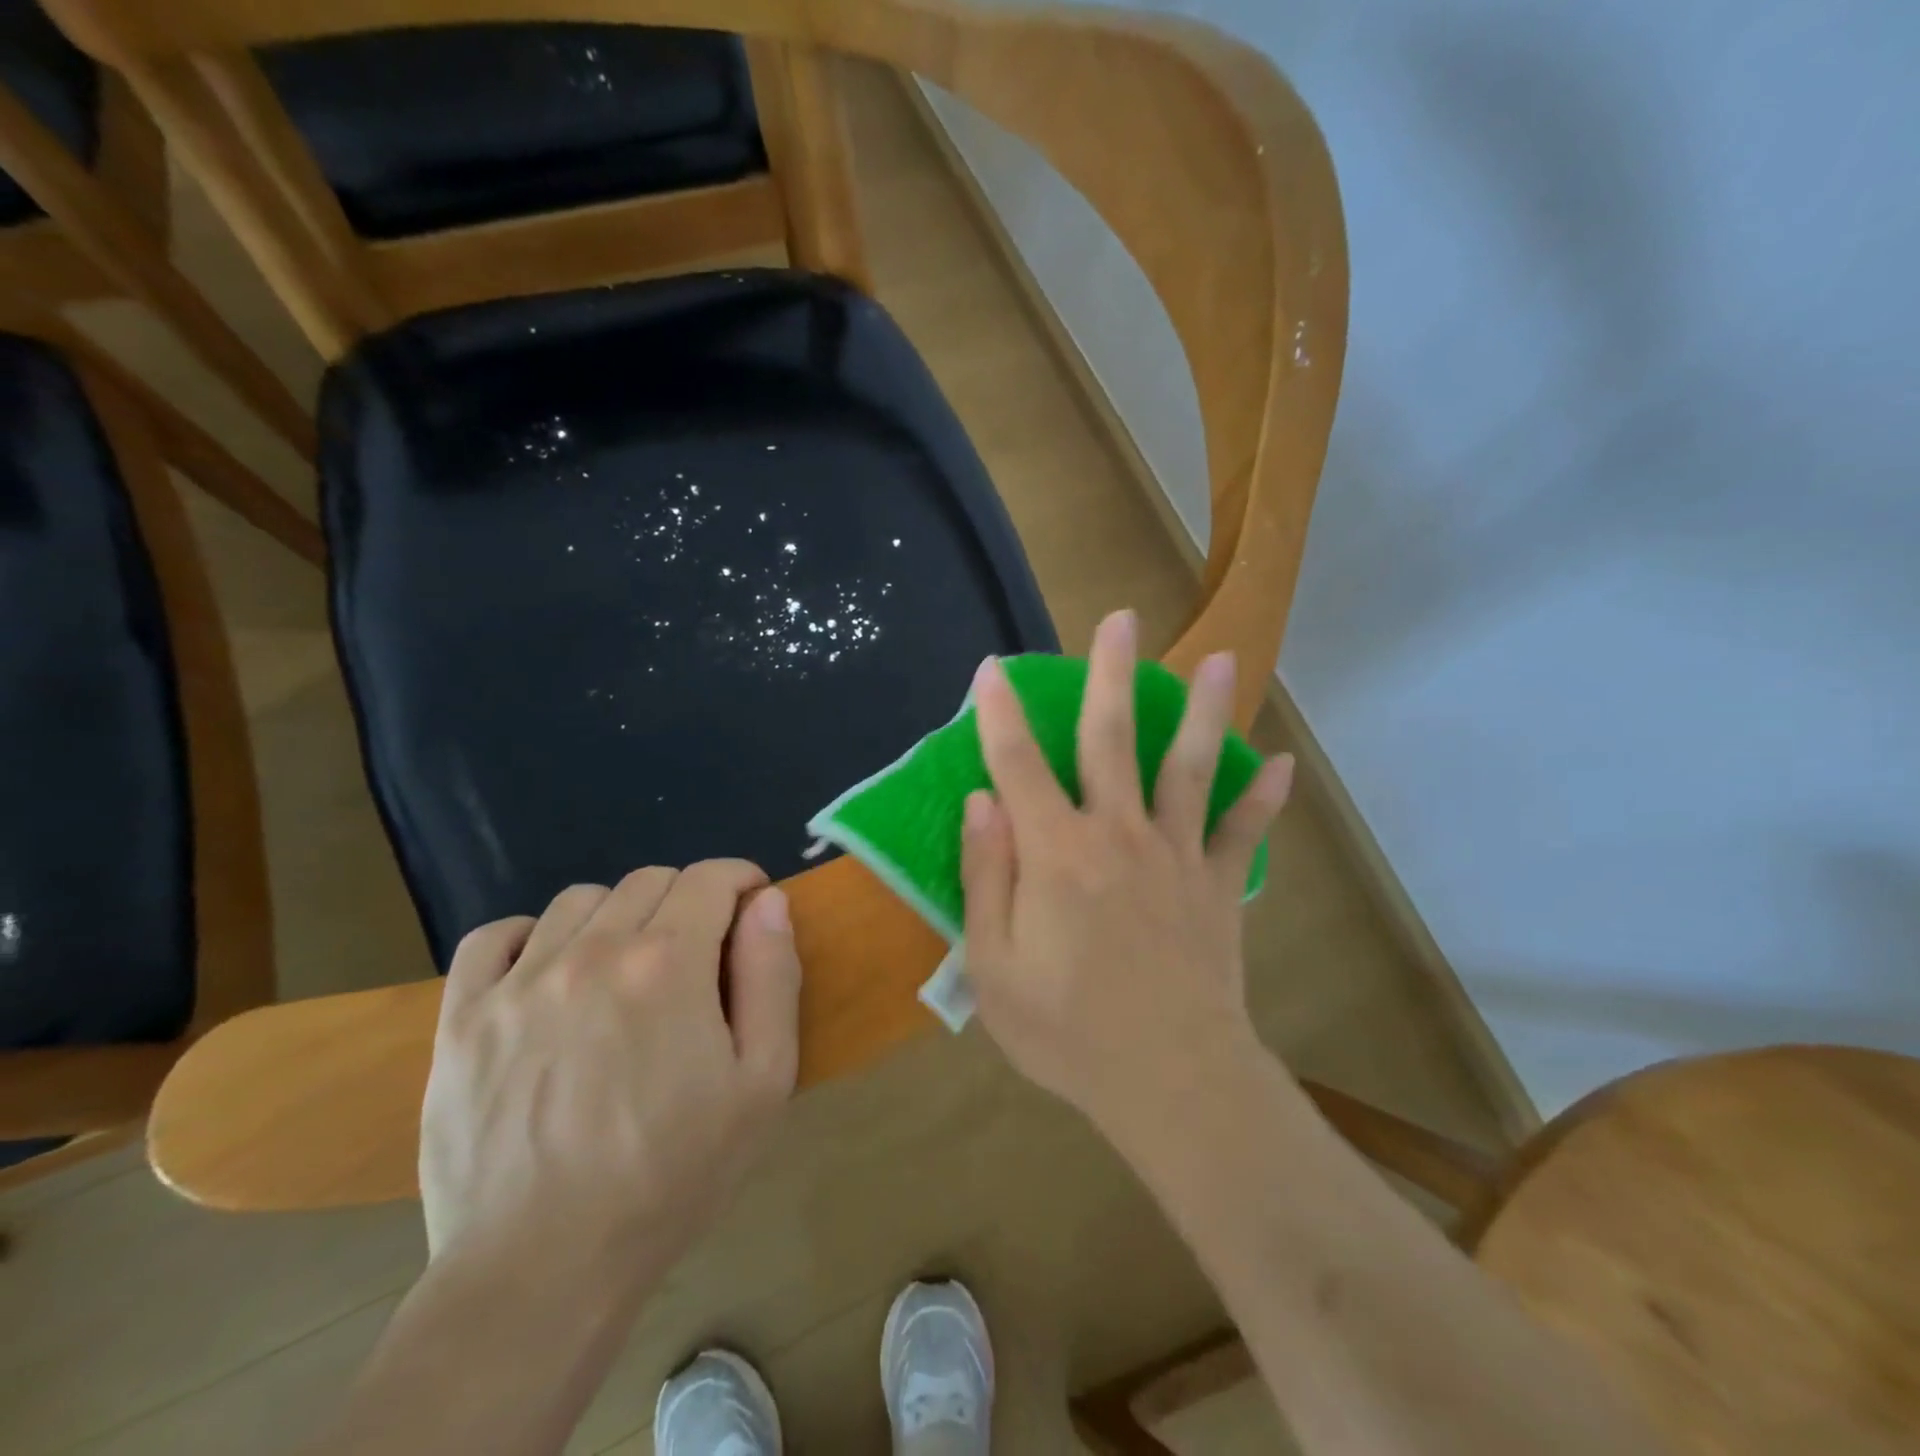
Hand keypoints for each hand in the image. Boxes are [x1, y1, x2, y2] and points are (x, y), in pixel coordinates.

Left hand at [418, 861, 800, 1289]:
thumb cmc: (672, 1175)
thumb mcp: (762, 1082)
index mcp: (669, 963)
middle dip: (689, 900)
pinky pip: (494, 937)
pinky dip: (530, 936)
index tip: (751, 908)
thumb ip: (772, 977)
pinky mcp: (462, 1019)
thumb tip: (768, 902)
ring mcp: (519, 982)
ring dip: (618, 915)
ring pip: (580, 900)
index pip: (712, 878)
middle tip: (698, 953)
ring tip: (626, 968)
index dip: (742, 881)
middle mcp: (593, 951)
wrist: (543, 1270)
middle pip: (651, 881)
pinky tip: (547, 970)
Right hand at [961, 609, 1292, 1140]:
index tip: (992, 671)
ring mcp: (1176, 856)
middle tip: (1121, 621)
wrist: (1170, 1083)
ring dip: (1202, 711)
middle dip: (1111, 675)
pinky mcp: (1218, 887)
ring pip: (1189, 768)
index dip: (1001, 714)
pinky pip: (1243, 834)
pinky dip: (1262, 800)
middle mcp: (1118, 834)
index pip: (1018, 765)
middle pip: (1112, 739)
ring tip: (1219, 661)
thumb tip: (982, 801)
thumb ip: (986, 876)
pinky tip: (1280, 765)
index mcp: (1055, 853)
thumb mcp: (994, 965)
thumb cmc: (1067, 1031)